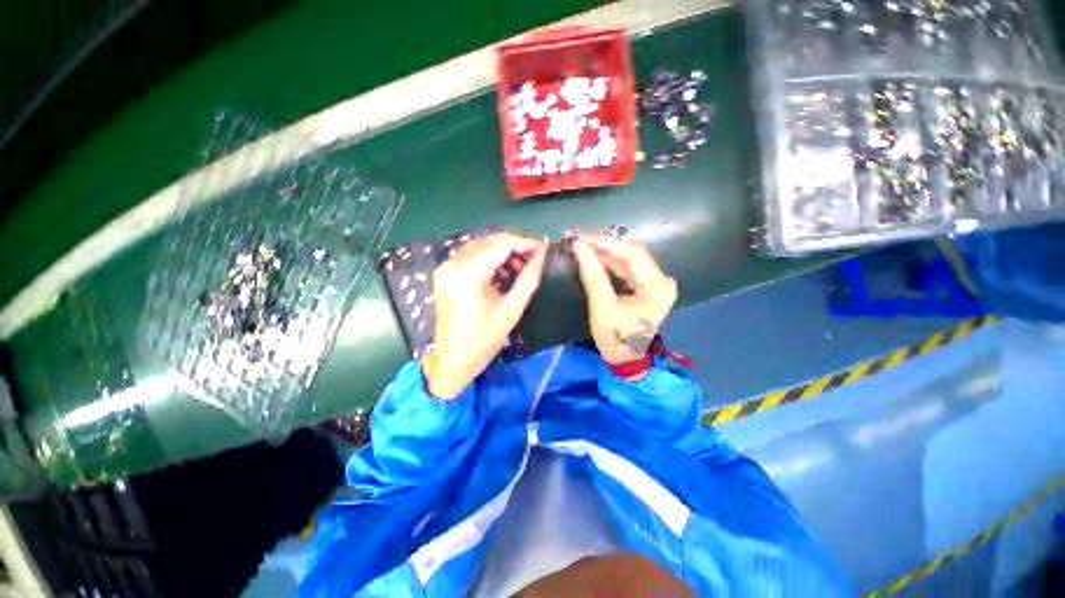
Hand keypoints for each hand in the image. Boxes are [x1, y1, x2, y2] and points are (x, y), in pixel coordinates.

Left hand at [423, 232, 546, 399]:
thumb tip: (543, 255)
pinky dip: (491, 259)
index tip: (544, 250)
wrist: (453, 360)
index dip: (526, 243)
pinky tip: (504, 272)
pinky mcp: (445, 273)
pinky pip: (473, 256)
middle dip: (516, 247)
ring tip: (521, 269)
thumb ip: (529, 279)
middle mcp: (453, 263)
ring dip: (504, 253)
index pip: (502, 244)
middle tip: (535, 260)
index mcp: (469, 274)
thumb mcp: (512, 309)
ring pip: (482, 246)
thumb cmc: (484, 340)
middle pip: (491, 242)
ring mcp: (447, 267)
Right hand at [572, 234, 677, 372]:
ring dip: (606, 252)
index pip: (632, 254)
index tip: (581, 238)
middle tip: (579, 239)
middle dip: (604, 245)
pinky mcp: (648, 286)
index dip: (605, 243)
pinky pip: (628, 268)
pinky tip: (595, 257)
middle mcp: (662, 281)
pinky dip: (611, 262)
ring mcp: (656, 283)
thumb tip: (579, 247)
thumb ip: (593, 275)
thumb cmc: (615, 338)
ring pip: (629, 260)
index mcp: (656, 288)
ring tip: (583, 246)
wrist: (626, 359)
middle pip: (632, 254)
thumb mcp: (602, 307)